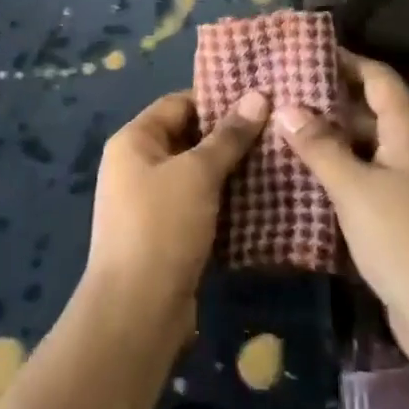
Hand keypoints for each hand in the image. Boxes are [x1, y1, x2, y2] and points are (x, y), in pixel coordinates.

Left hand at [84, 89, 268, 345]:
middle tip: (274, 132)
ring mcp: (148, 203)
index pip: (178, 104)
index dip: (217, 100)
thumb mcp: (199, 173)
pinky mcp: (164, 236)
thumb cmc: (162, 227)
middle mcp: (135, 166)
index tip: (258, 101)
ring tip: (274, 163)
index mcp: (134, 140)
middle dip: (228, 137)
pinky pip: (197, 206)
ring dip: (229, 172)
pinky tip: (259, 202)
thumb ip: (229, 136)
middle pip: (188, 138)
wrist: (136, 313)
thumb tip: (259, 95)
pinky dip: (223, 202)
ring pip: (196, 175)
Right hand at [276, 50, 408, 355]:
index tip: (304, 54)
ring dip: (334, 139)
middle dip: (330, 101)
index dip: (345, 61)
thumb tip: (285, 106)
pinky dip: (344, 171)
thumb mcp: (353, 188)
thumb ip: (319, 146)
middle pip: (372, 109)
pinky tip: (310, 178)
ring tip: (287, 131)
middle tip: (284, 94)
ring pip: (370, 146)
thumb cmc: (403, 240)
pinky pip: (372, 177)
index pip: (377, 77)